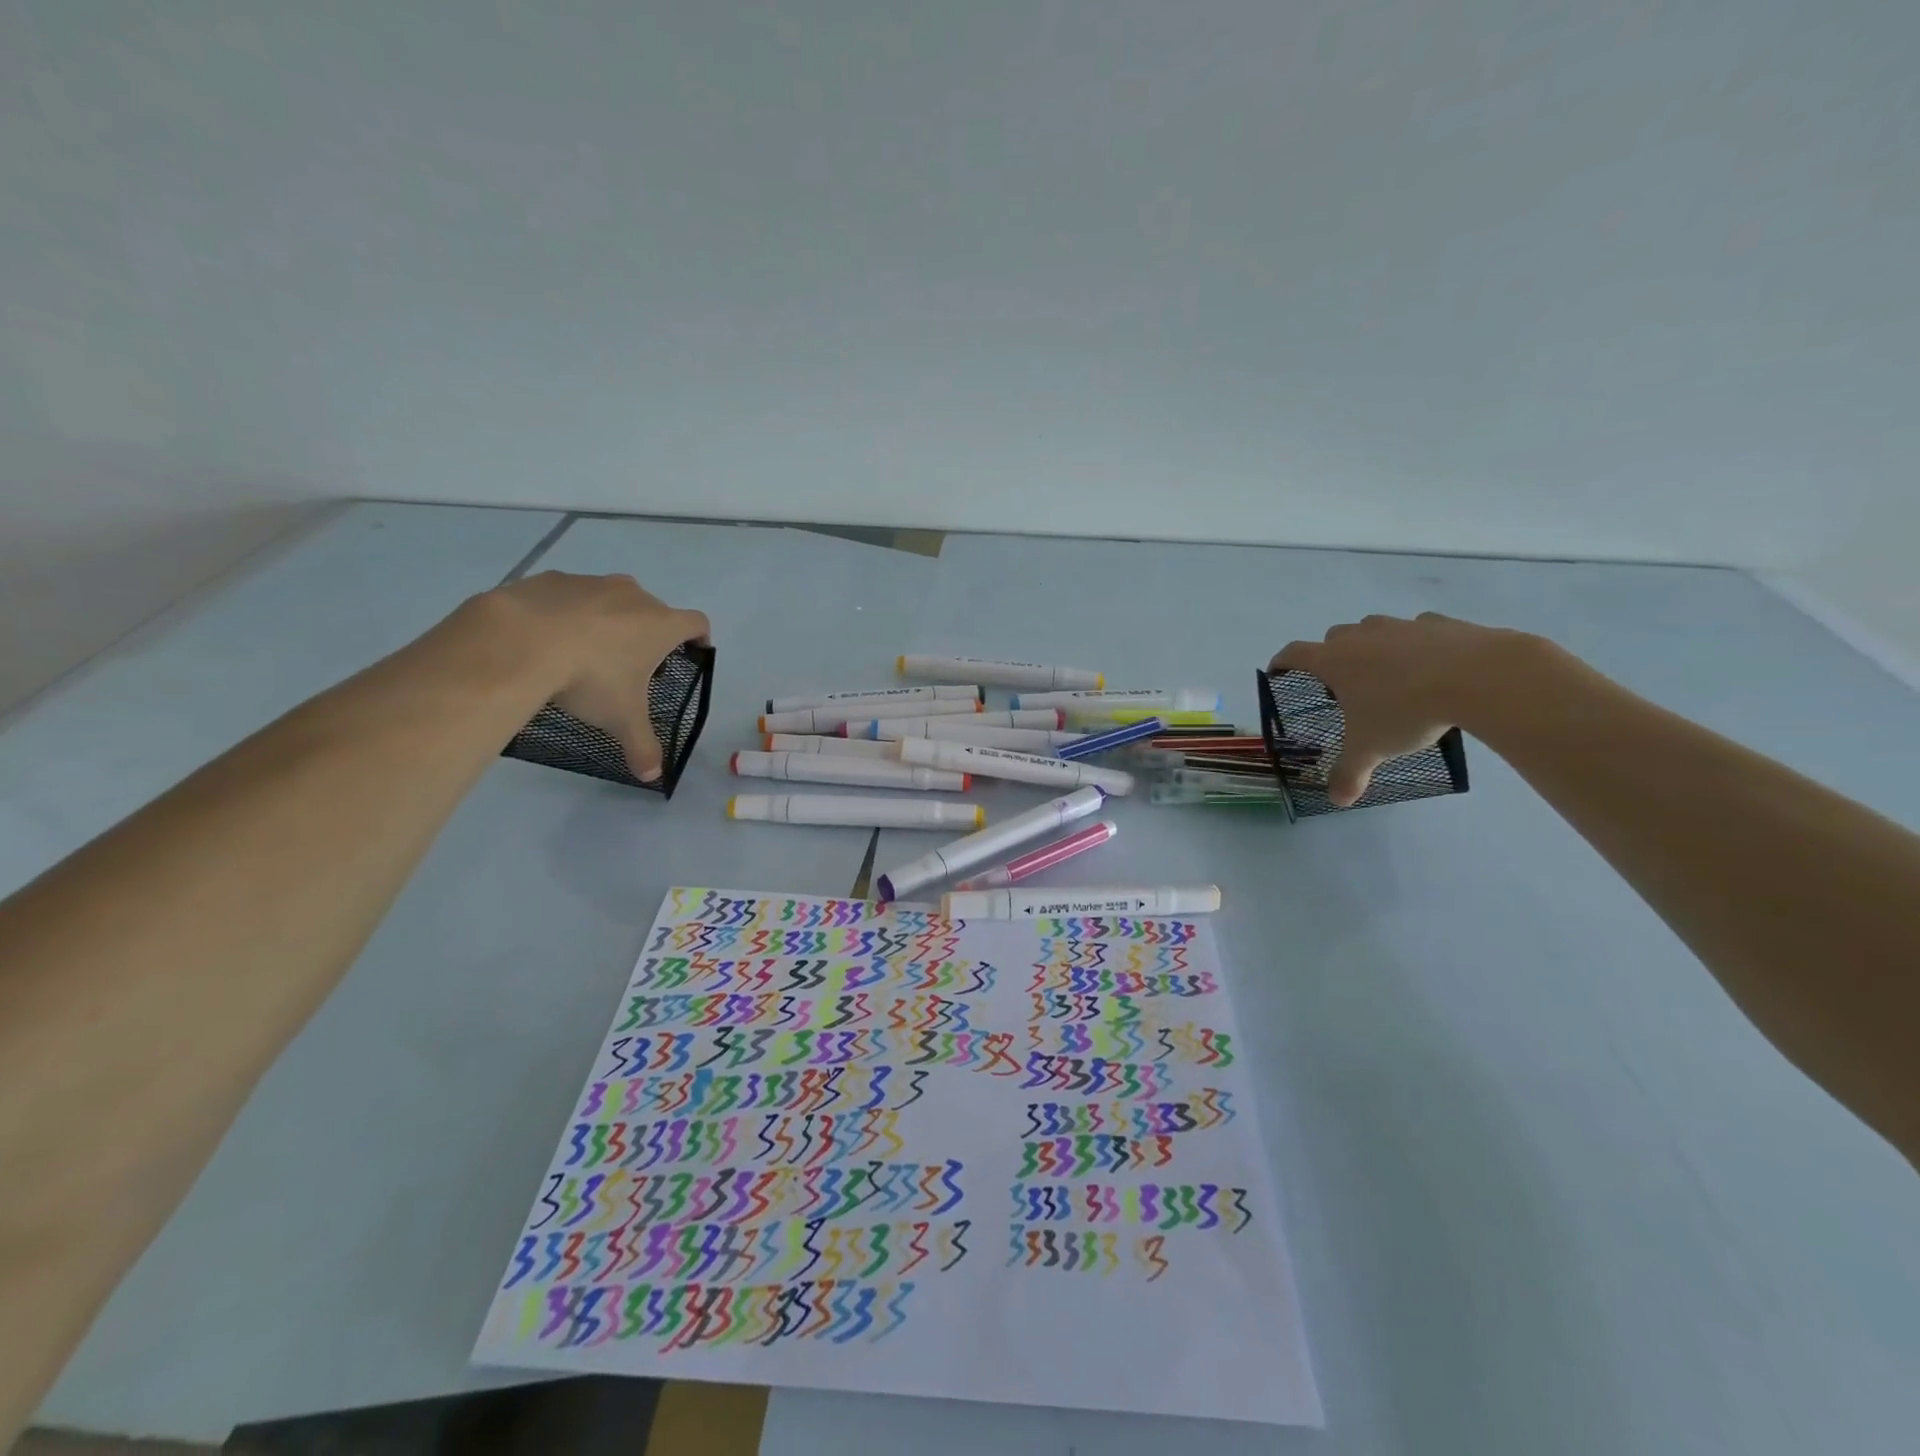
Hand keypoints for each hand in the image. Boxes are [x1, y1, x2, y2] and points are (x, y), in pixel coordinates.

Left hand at [489, 572, 710, 780]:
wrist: (520, 641)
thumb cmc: (590, 677)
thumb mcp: (621, 720)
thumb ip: (643, 747)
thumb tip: (653, 775)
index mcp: (661, 625)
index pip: (697, 623)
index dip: (699, 638)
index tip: (691, 654)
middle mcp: (634, 596)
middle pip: (655, 610)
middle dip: (648, 633)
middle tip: (632, 665)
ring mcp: (592, 583)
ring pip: (612, 599)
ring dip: (609, 620)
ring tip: (586, 651)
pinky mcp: (553, 579)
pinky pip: (571, 595)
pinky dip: (568, 613)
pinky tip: (548, 639)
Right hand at [1268, 612, 1533, 806]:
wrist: (1478, 676)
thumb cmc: (1406, 710)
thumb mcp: (1371, 748)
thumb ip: (1350, 773)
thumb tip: (1338, 801)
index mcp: (1334, 661)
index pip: (1293, 654)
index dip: (1282, 662)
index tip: (1278, 672)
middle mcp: (1360, 637)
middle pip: (1333, 638)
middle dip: (1332, 657)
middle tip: (1343, 685)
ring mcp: (1400, 626)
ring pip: (1374, 630)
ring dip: (1373, 648)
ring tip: (1389, 676)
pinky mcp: (1439, 623)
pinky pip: (1417, 631)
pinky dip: (1416, 645)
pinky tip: (1431, 667)